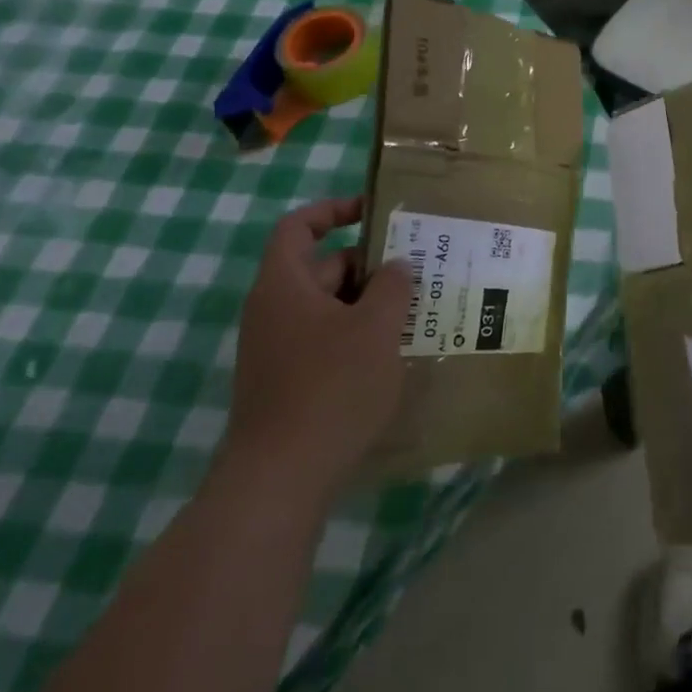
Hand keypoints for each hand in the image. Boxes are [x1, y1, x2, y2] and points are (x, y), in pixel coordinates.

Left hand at [222, 198, 411, 500]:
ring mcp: (276, 350)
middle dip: (370, 266)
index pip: (299, 226)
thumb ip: (392, 286)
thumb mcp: (375, 327)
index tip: (374, 213)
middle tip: (418, 271)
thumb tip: (396, 266)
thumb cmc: (330, 388)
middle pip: (322, 268)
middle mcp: (273, 311)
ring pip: (328, 309)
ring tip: (416, 311)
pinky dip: (357, 337)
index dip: (334, 210)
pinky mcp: (286, 383)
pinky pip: (325, 342)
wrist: (279, 481)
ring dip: (368, 305)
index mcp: (284, 285)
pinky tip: (393, 355)